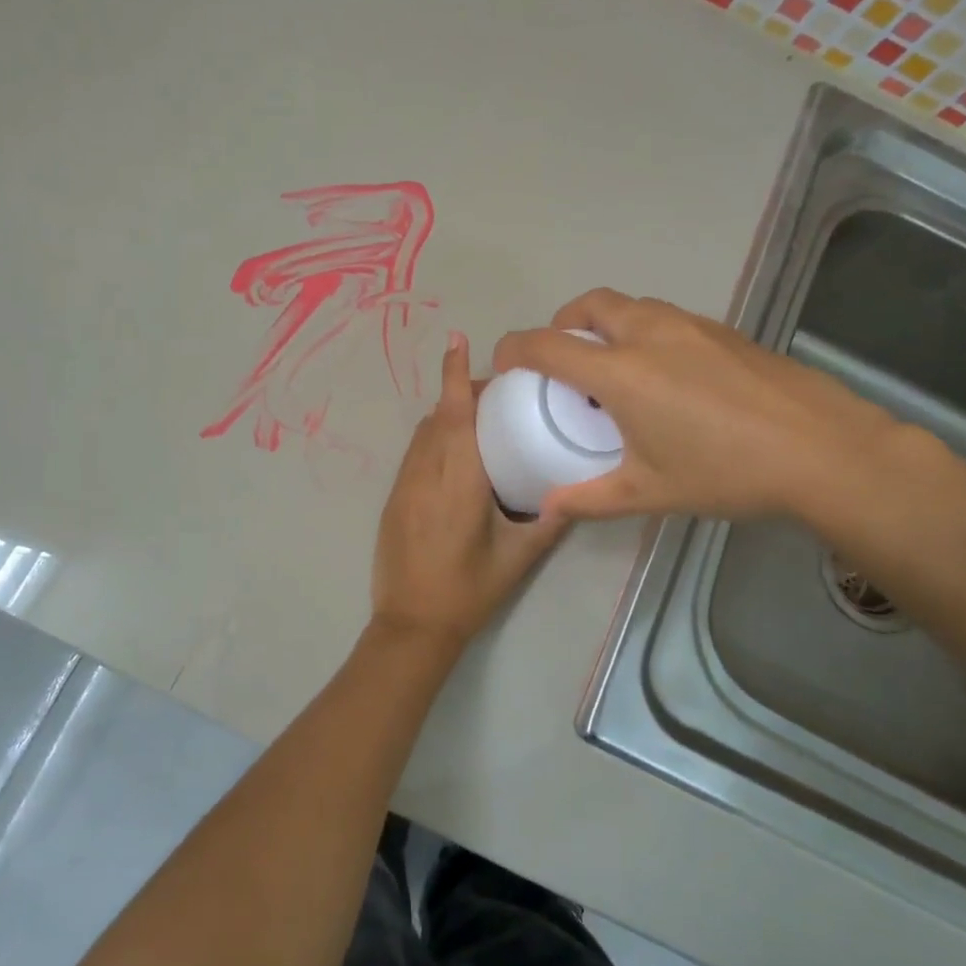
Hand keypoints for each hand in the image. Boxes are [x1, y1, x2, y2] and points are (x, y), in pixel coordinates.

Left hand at [370, 333, 570, 652]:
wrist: (411, 624)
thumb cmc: (468, 589)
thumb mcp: (517, 557)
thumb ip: (548, 523)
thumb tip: (572, 495)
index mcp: (457, 480)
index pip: (453, 413)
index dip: (453, 374)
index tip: (457, 340)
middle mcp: (425, 472)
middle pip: (438, 416)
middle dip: (460, 392)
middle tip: (495, 392)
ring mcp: (404, 485)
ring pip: (422, 433)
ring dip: (445, 416)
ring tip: (478, 420)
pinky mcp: (393, 499)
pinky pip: (414, 454)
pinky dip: (433, 439)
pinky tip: (455, 458)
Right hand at [491, 289, 906, 524]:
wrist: (823, 449)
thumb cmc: (726, 472)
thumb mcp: (649, 492)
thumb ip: (589, 498)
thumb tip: (547, 509)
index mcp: (621, 372)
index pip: (547, 344)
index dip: (514, 348)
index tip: (504, 365)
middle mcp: (648, 335)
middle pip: (588, 304)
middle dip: (561, 323)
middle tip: (561, 359)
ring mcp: (689, 326)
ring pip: (629, 305)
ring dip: (604, 323)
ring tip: (611, 365)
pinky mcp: (722, 330)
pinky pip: (663, 317)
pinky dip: (642, 331)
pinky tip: (664, 374)